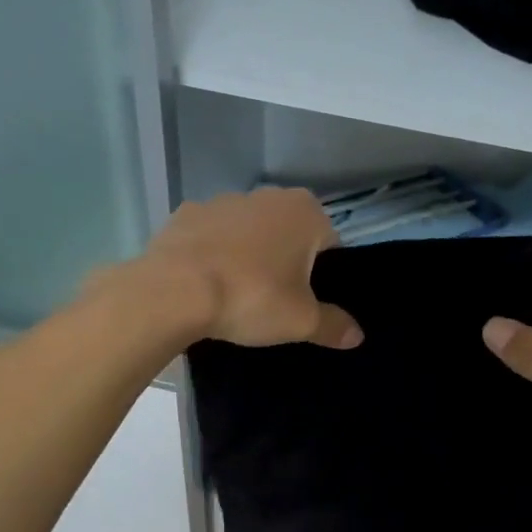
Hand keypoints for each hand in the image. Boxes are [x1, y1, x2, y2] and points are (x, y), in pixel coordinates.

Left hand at [136, 188, 362, 348]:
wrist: (173, 291)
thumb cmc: (251, 298)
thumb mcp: (301, 321)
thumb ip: (333, 325)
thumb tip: (358, 335)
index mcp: (305, 212)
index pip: (329, 244)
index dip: (322, 277)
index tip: (307, 303)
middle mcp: (267, 196)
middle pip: (288, 235)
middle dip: (285, 263)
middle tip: (275, 302)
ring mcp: (222, 201)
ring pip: (249, 233)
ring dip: (249, 256)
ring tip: (237, 296)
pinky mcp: (186, 214)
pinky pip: (212, 237)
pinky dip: (213, 255)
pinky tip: (206, 285)